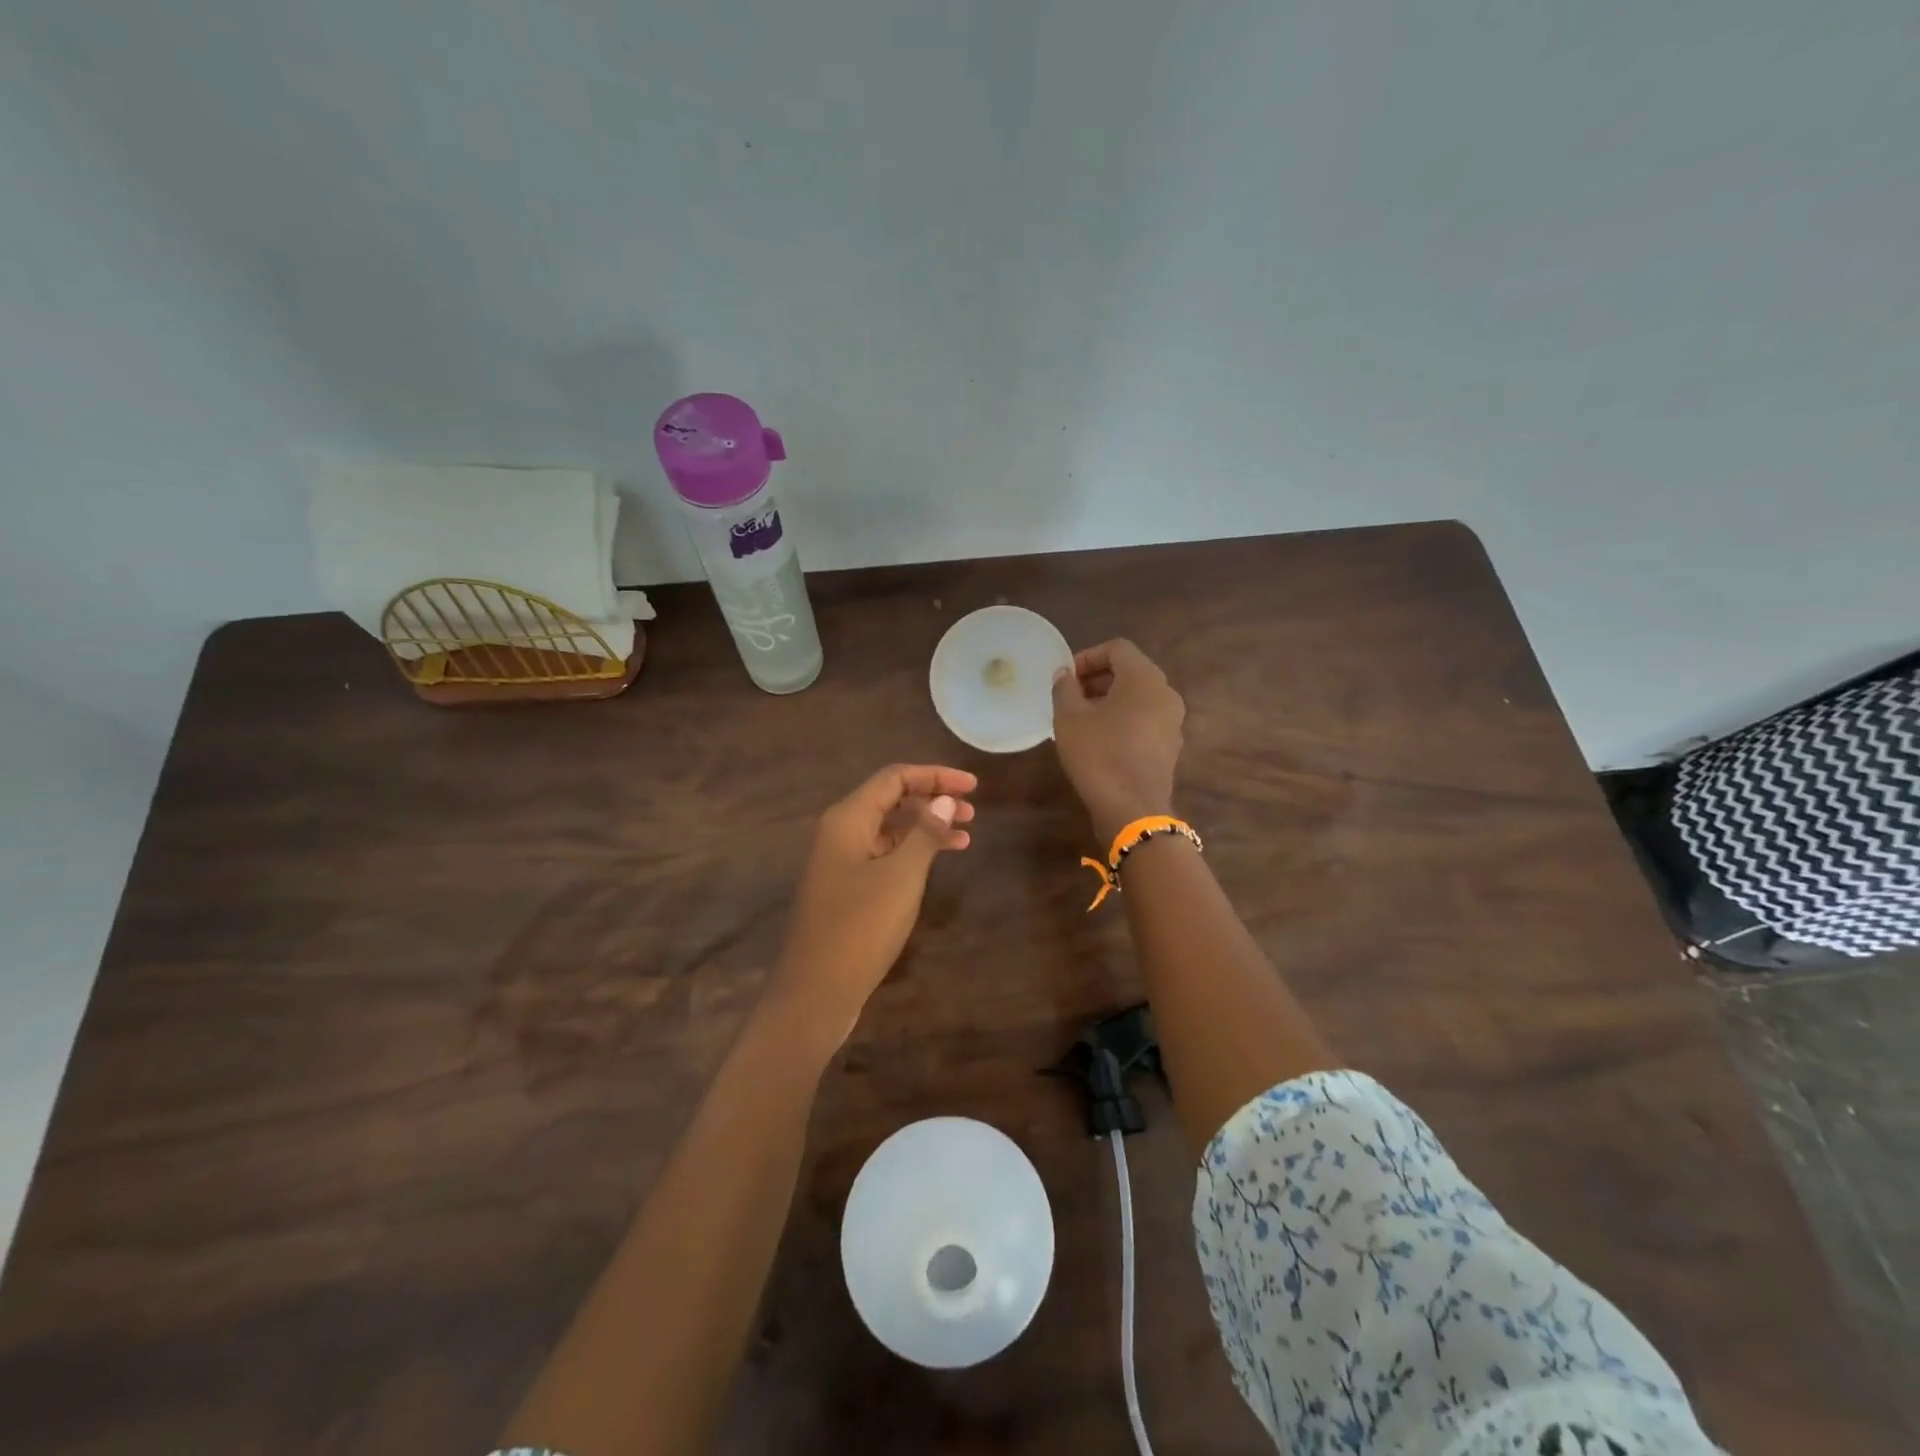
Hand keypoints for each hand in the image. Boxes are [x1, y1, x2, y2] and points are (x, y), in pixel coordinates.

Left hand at [769, 764, 976, 1047]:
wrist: (815, 992)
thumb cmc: (859, 928)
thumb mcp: (901, 877)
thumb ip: (925, 833)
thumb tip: (946, 800)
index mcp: (847, 819)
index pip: (894, 778)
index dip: (935, 776)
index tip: (973, 786)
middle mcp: (841, 832)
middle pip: (891, 800)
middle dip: (932, 800)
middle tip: (973, 812)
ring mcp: (841, 861)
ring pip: (890, 829)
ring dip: (926, 827)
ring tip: (965, 835)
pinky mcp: (847, 888)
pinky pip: (885, 855)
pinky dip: (913, 852)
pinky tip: (937, 862)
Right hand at [1051, 639, 1185, 842]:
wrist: (1132, 809)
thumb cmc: (1098, 755)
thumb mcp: (1069, 718)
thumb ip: (1065, 689)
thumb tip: (1064, 675)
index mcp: (1144, 678)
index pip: (1117, 649)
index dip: (1087, 657)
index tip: (1066, 678)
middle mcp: (1166, 693)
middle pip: (1130, 671)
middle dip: (1098, 678)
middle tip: (1070, 697)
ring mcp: (1173, 721)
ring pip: (1138, 697)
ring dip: (1109, 700)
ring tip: (1081, 719)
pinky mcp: (1170, 746)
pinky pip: (1145, 719)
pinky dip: (1123, 719)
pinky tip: (1100, 740)